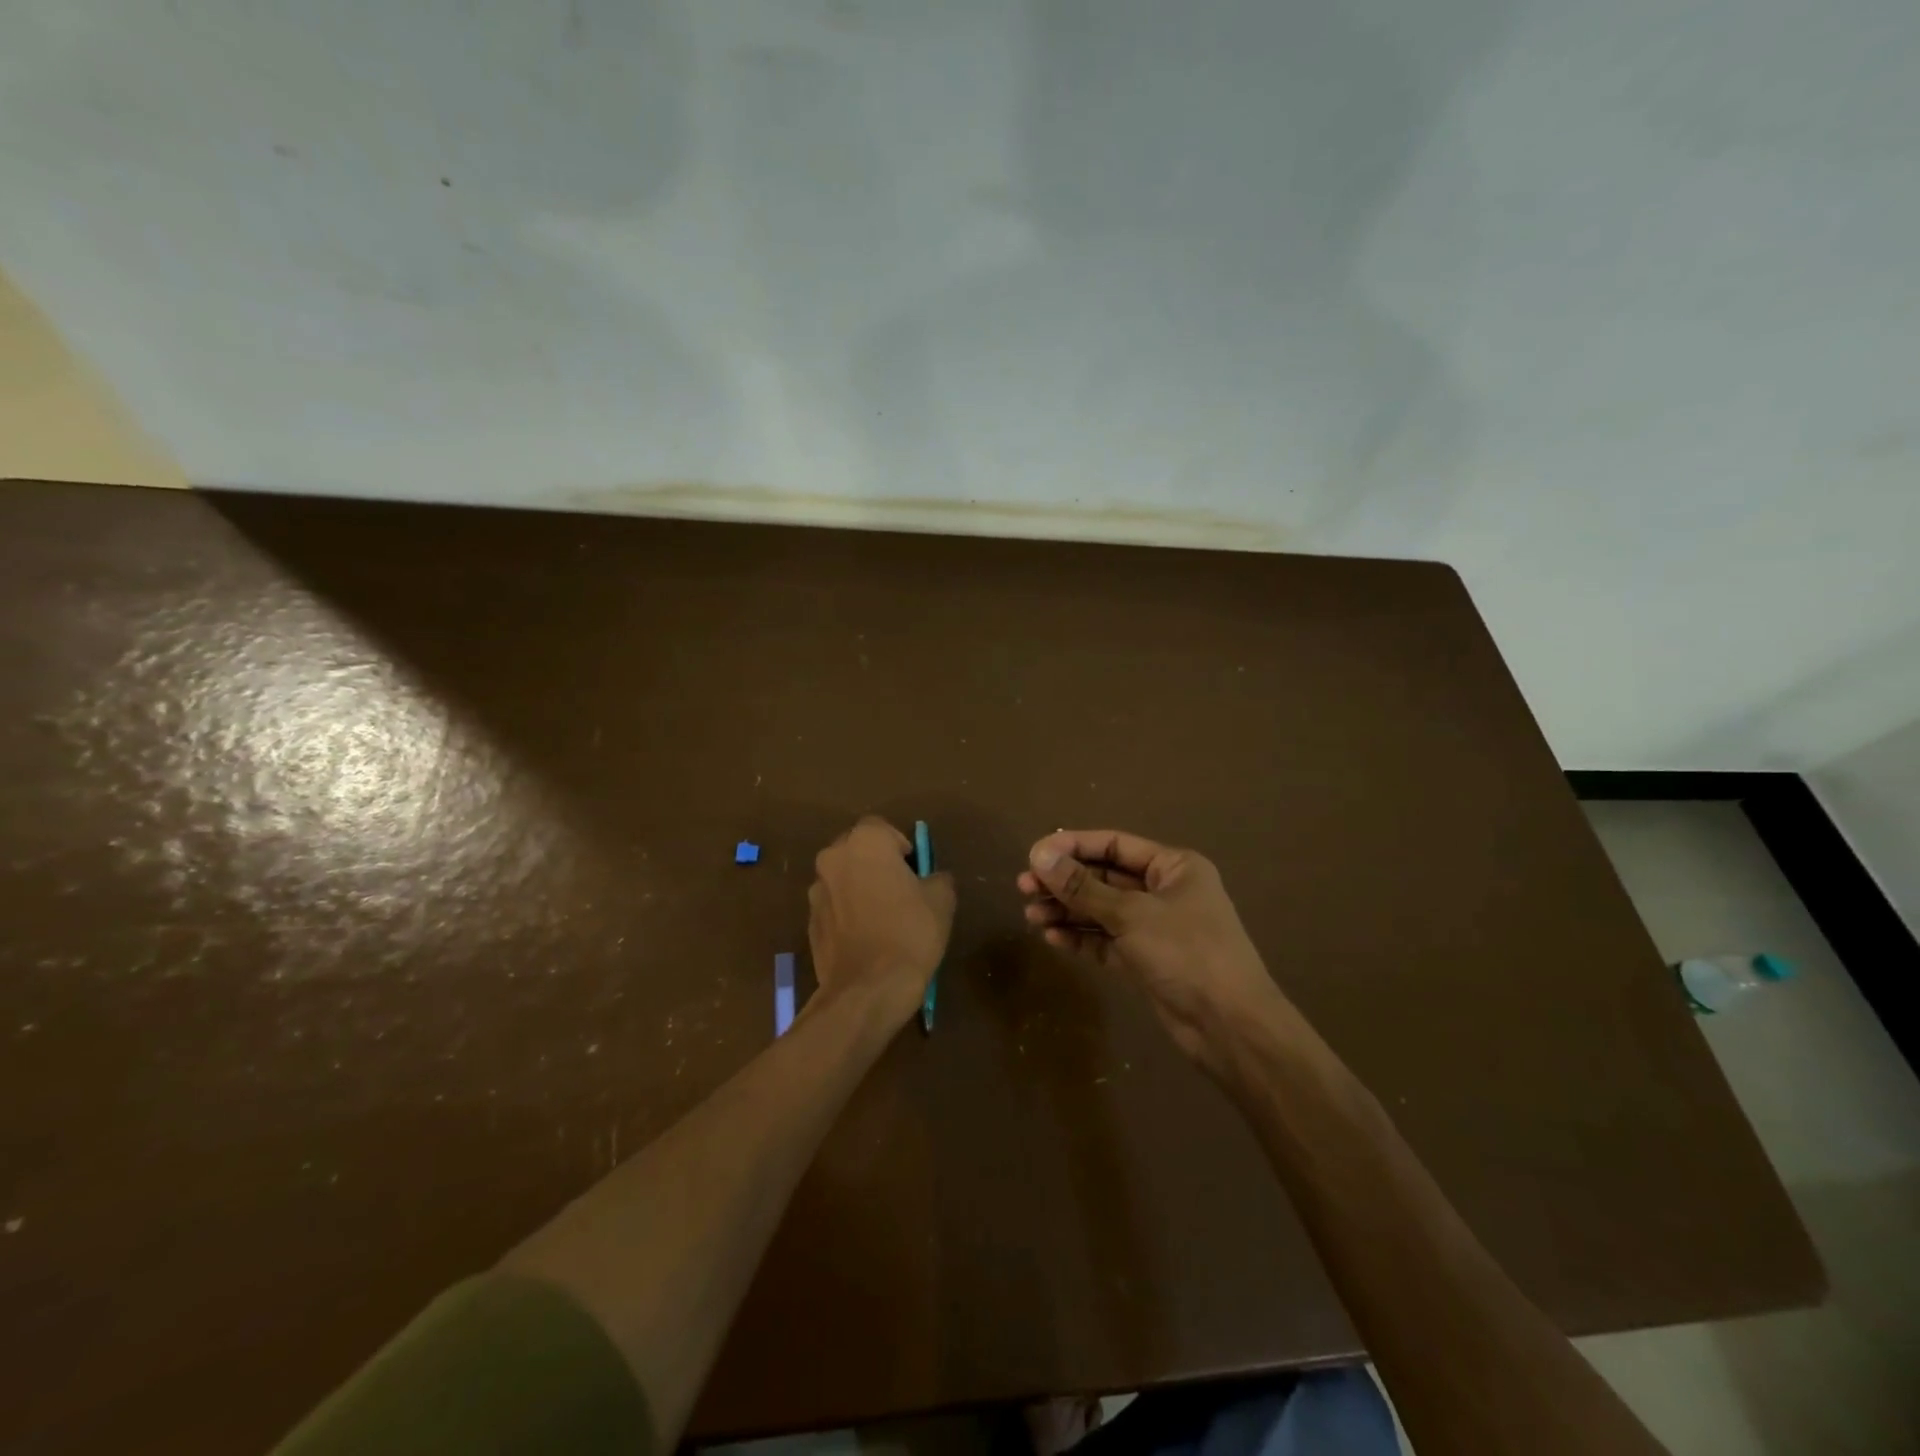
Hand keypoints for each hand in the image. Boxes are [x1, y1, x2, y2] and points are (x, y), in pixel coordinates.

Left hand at [809, 817, 955, 1023]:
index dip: (900, 846)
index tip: (914, 871)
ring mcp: (816, 891)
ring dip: (859, 888)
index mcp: (864, 843)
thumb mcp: (941, 900)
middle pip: (857, 850)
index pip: (881, 828)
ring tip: (882, 918)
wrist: (867, 989)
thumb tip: (931, 879)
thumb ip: (937, 877)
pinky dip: (847, 913)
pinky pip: (834, 906)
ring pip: (843, 878)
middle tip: (900, 890)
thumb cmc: (909, 933)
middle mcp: (833, 858)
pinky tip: (866, 938)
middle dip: (876, 863)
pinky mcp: (809, 922)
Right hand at [1018, 829, 1286, 1074]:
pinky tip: (1052, 938)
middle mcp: (1164, 891)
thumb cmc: (1187, 953)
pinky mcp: (1146, 960)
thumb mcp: (1132, 914)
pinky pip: (1106, 940)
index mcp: (1173, 867)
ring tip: (1031, 916)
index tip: (1034, 855)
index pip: (1114, 844)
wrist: (1230, 1027)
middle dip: (1065, 882)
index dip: (1073, 846)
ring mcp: (1155, 927)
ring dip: (1067, 911)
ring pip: (1102, 911)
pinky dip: (1081, 937)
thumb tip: (1039, 856)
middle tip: (1023, 887)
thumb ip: (1083, 887)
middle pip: (1104, 877)